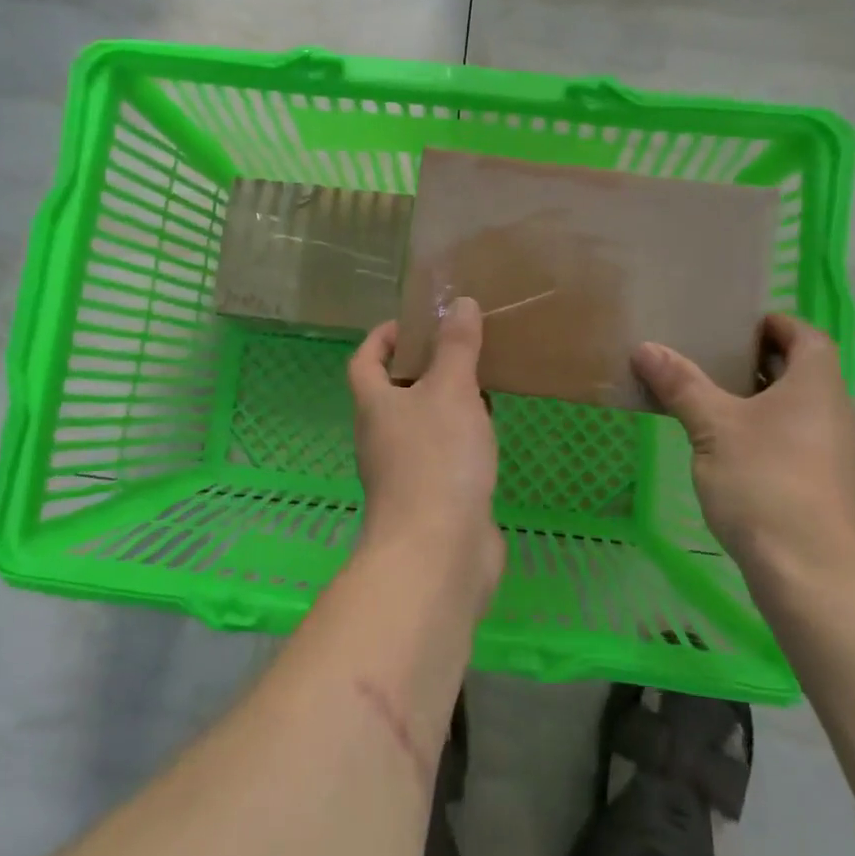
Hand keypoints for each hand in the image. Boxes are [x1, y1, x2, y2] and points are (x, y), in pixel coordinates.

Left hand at [348, 298, 503, 610]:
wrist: (439, 551)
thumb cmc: (437, 459)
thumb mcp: (451, 390)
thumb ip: (457, 347)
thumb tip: (459, 303)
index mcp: (375, 405)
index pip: (364, 361)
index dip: (382, 338)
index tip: (414, 323)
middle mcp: (382, 437)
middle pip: (394, 393)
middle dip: (423, 368)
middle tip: (461, 349)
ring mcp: (406, 472)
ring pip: (422, 425)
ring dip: (446, 404)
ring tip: (483, 383)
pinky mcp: (433, 499)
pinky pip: (444, 456)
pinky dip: (462, 439)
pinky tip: (490, 434)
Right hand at [633, 314, 854, 591]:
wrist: (813, 574)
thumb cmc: (764, 482)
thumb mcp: (713, 428)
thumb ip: (681, 384)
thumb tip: (645, 347)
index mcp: (818, 386)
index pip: (807, 336)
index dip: (777, 324)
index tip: (739, 327)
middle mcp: (840, 414)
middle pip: (805, 373)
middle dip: (762, 364)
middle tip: (714, 363)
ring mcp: (842, 456)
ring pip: (803, 412)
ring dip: (765, 403)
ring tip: (717, 407)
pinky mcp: (834, 490)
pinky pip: (803, 444)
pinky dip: (773, 436)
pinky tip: (736, 456)